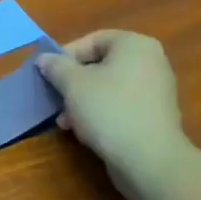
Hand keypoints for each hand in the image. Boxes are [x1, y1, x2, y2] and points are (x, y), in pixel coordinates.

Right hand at [37, 30, 189, 199]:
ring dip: (82, 101)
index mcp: (135, 45)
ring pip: (108, 88)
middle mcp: (151, 62)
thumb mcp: (72, 84)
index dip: (66, 56)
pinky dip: (101, 113)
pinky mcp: (155, 116)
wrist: (149, 159)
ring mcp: (156, 90)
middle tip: (56, 99)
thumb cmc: (109, 110)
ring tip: (65, 121)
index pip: (93, 40)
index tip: (49, 74)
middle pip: (100, 65)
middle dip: (73, 83)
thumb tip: (44, 59)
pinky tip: (84, 132)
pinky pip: (121, 105)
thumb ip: (55, 66)